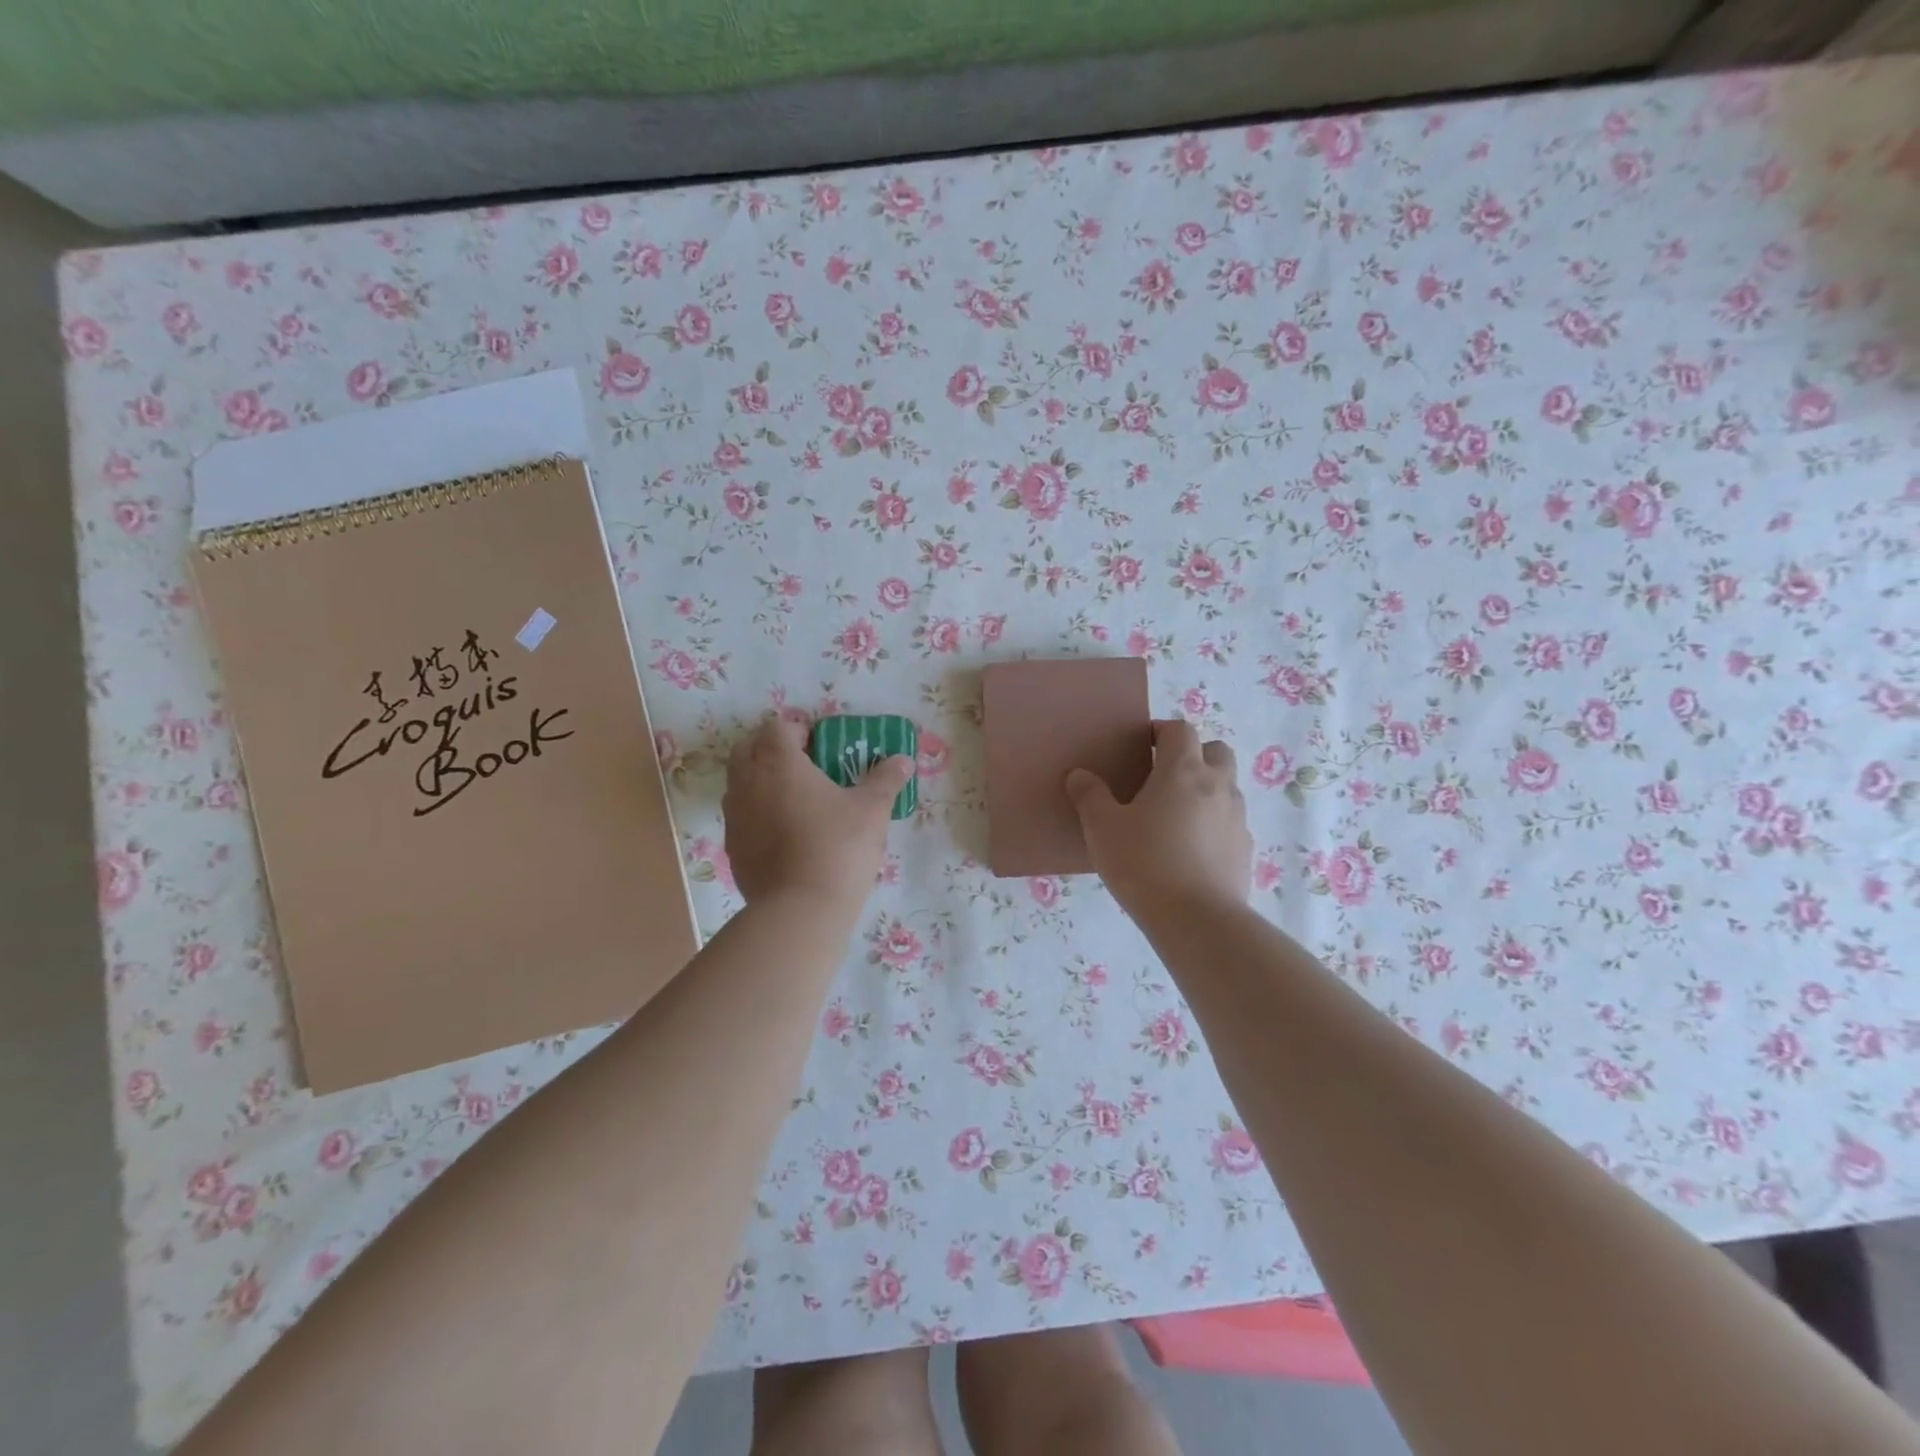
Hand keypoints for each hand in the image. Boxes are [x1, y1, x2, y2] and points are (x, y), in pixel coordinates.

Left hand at [722, 715, 911, 909]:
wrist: (800, 909)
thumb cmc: (839, 847)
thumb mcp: (872, 810)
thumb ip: (886, 779)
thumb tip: (904, 760)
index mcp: (779, 763)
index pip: (777, 727)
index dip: (798, 729)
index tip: (821, 745)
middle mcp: (748, 782)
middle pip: (749, 748)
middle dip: (772, 749)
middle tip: (805, 766)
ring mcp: (735, 816)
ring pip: (740, 782)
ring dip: (761, 779)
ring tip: (795, 798)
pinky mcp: (732, 847)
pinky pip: (741, 816)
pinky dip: (757, 812)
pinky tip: (785, 833)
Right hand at [1065, 718, 1252, 920]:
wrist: (1197, 921)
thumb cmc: (1144, 863)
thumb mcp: (1102, 828)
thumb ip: (1089, 796)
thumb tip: (1079, 775)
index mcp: (1183, 770)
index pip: (1180, 730)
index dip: (1161, 731)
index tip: (1141, 746)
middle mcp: (1217, 786)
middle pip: (1216, 751)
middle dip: (1194, 754)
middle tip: (1164, 777)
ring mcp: (1237, 818)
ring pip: (1227, 787)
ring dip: (1206, 790)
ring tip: (1175, 817)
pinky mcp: (1245, 850)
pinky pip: (1230, 823)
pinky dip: (1213, 824)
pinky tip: (1190, 850)